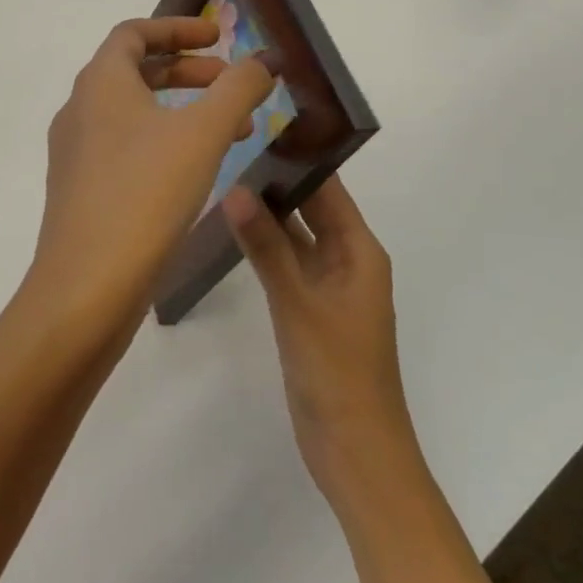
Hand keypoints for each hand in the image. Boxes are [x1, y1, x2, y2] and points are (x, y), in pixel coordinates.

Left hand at [22, 17, 274, 336]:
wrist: (87, 286)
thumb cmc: (145, 194)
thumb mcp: (203, 133)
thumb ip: (238, 88)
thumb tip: (264, 60)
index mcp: (100, 83)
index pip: (135, 32)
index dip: (178, 27)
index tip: (219, 37)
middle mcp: (80, 110)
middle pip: (136, 71)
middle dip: (189, 72)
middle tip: (234, 86)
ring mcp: (76, 153)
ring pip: (134, 113)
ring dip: (183, 111)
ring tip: (232, 133)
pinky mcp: (81, 190)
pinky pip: (127, 148)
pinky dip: (164, 143)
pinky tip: (197, 172)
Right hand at [222, 179, 415, 498]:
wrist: (355, 452)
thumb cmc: (338, 371)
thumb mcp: (298, 303)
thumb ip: (266, 246)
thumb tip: (233, 189)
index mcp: (360, 251)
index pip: (329, 189)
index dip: (298, 159)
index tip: (258, 130)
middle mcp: (348, 261)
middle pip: (312, 210)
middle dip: (276, 184)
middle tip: (228, 152)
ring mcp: (328, 288)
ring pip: (296, 238)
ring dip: (268, 217)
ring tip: (221, 183)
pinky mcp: (309, 311)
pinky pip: (287, 266)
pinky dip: (264, 249)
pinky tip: (232, 235)